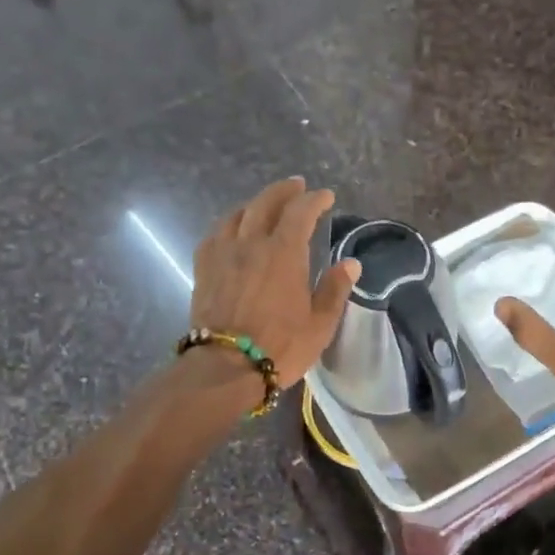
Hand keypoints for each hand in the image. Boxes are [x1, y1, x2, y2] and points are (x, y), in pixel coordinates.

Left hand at [190, 177, 359, 387]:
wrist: (225, 367)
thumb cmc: (280, 347)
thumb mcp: (320, 324)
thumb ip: (335, 290)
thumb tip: (351, 264)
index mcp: (284, 253)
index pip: (300, 212)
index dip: (314, 200)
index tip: (325, 196)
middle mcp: (251, 244)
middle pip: (265, 203)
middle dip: (283, 191)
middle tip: (296, 187)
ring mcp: (223, 254)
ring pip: (237, 215)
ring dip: (254, 204)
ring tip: (264, 205)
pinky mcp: (204, 270)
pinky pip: (214, 235)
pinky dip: (228, 225)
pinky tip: (232, 231)